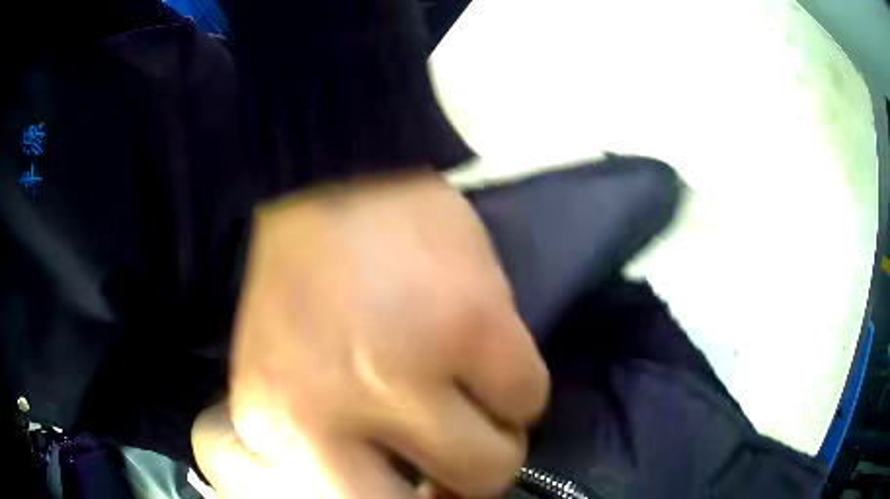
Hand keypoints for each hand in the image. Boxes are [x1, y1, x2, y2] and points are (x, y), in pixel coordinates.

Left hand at [192, 171, 548, 497]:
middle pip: (460, 491)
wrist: (323, 180)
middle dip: (469, 479)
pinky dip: (517, 384)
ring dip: (495, 430)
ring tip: (471, 389)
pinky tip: (486, 347)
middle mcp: (337, 412)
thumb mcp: (279, 379)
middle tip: (461, 446)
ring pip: (501, 455)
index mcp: (280, 424)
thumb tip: (398, 487)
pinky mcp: (474, 323)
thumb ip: (321, 444)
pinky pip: (530, 395)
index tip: (432, 492)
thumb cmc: (300, 286)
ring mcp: (409, 369)